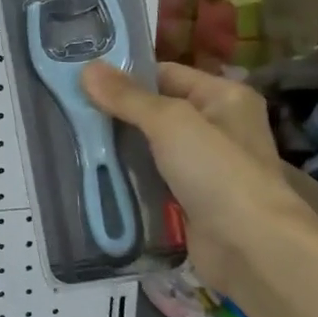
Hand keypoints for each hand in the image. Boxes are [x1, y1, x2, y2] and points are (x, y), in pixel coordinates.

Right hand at [80, 61, 305, 293]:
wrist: (251, 247)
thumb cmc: (217, 172)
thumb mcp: (170, 123)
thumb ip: (128, 97)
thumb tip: (87, 68)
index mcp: (223, 97)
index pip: (165, 74)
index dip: (125, 76)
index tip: (80, 80)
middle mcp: (216, 127)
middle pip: (154, 112)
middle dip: (115, 114)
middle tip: (67, 112)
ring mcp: (202, 167)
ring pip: (149, 149)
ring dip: (117, 149)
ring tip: (69, 141)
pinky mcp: (188, 200)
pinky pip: (150, 181)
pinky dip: (126, 180)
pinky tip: (93, 175)